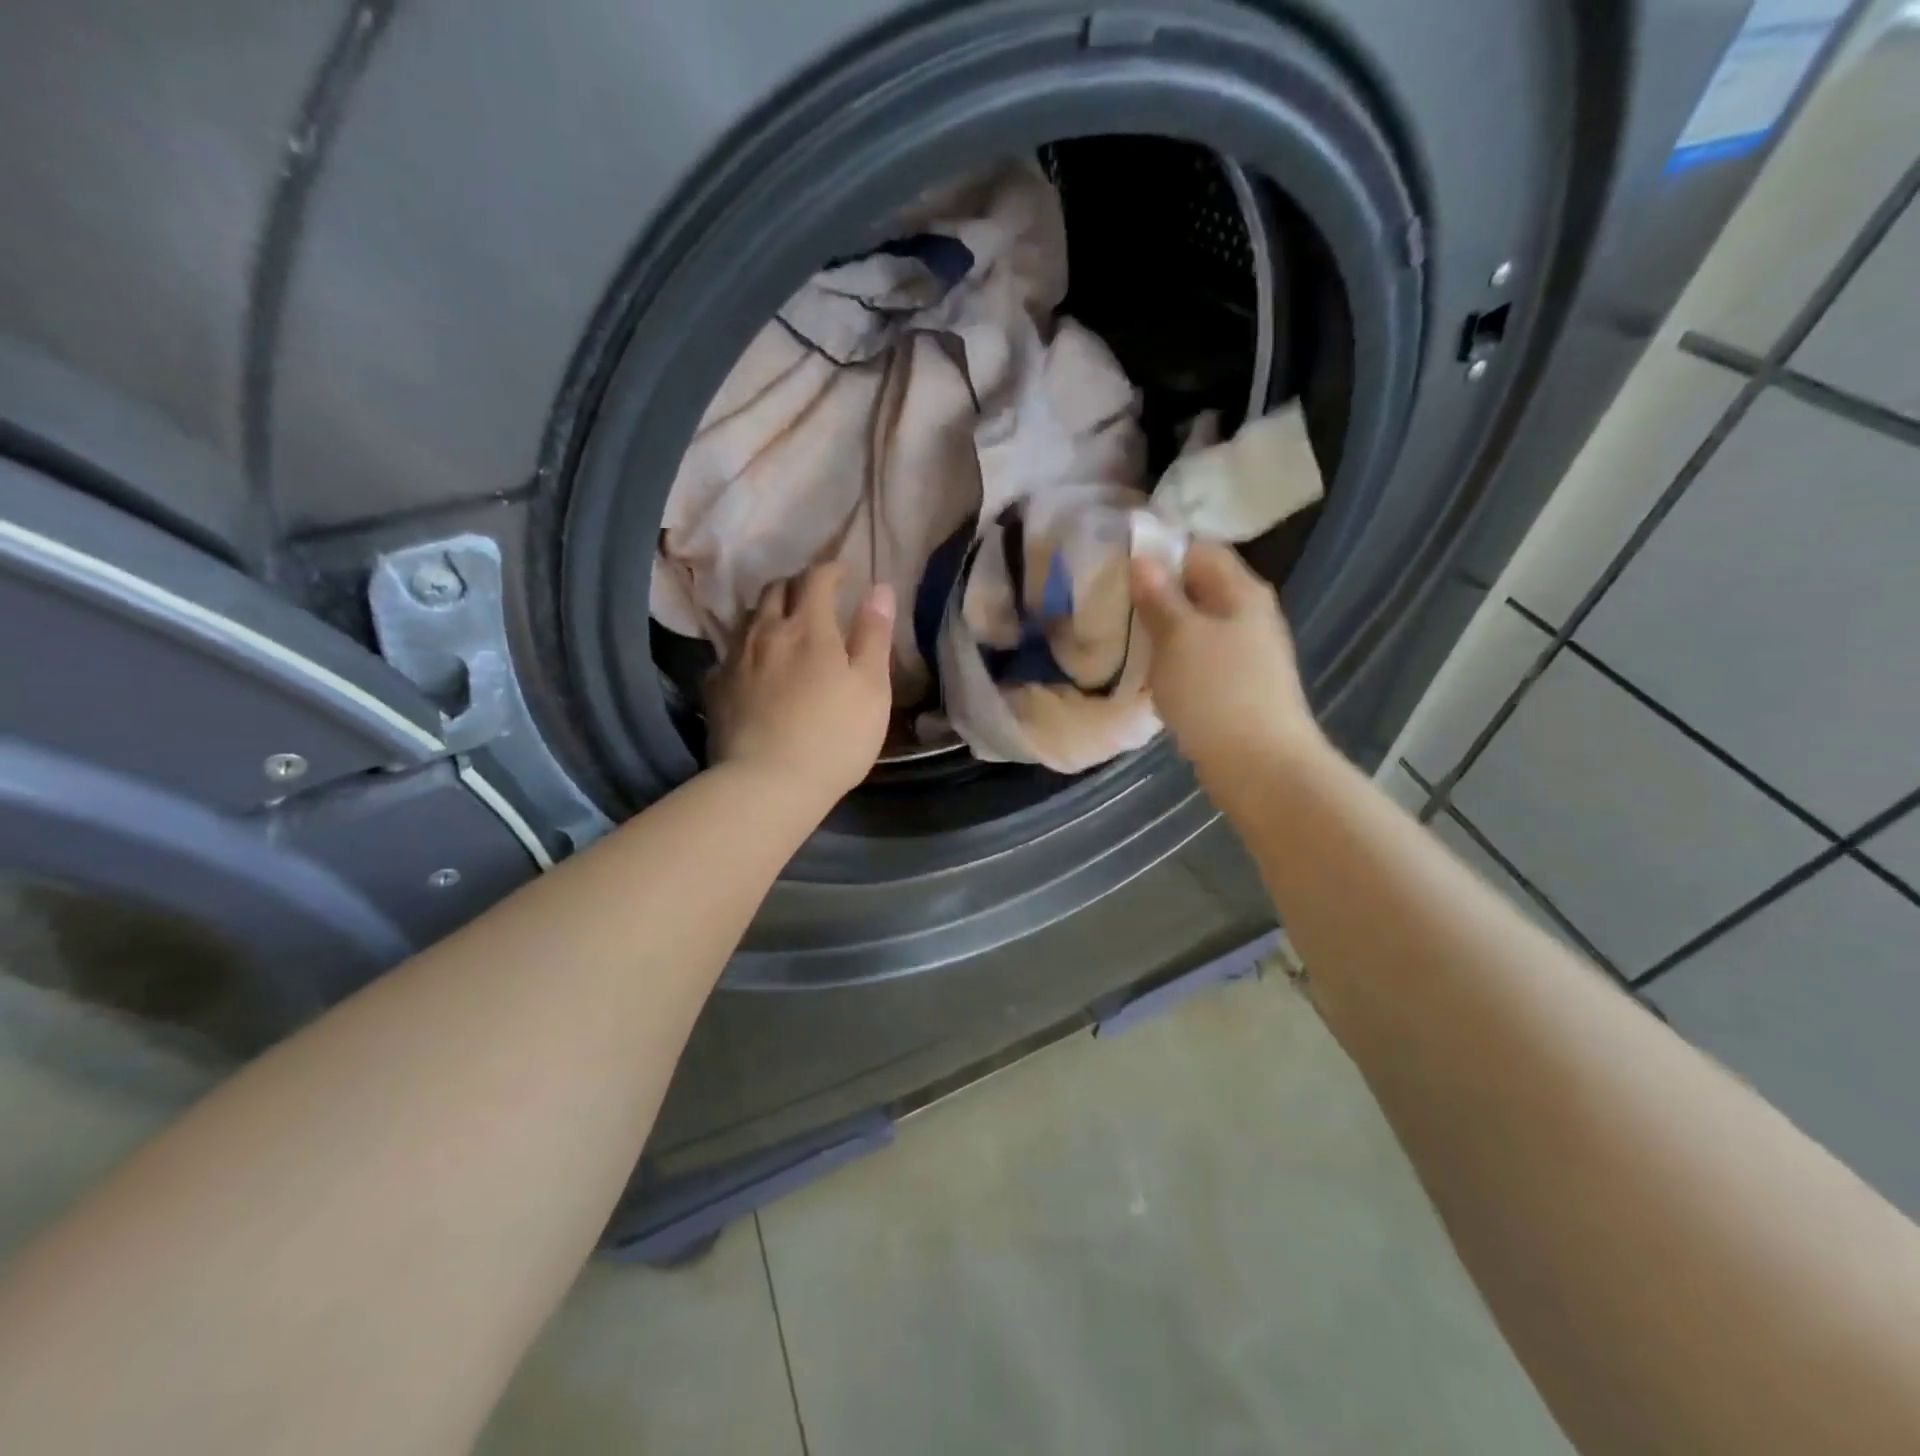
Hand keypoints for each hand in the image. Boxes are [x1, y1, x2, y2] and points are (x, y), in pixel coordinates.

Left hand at [706, 564, 895, 802]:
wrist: (768, 784)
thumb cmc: (834, 737)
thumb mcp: (872, 688)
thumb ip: (874, 635)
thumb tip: (880, 588)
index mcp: (809, 628)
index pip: (817, 578)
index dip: (832, 569)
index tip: (845, 573)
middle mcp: (766, 633)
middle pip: (776, 590)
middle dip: (797, 584)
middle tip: (815, 596)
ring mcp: (735, 660)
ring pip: (749, 618)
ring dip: (769, 611)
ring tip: (784, 626)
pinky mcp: (715, 689)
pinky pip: (728, 654)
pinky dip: (746, 649)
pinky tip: (753, 666)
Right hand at [1130, 542, 1322, 783]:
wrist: (1260, 766)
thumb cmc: (1216, 691)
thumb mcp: (1179, 636)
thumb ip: (1159, 596)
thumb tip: (1143, 558)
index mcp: (1241, 591)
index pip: (1199, 549)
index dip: (1160, 550)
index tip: (1117, 563)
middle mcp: (1248, 615)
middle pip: (1197, 588)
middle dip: (1156, 593)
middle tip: (1112, 603)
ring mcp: (1245, 653)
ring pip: (1195, 626)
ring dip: (1161, 630)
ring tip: (1122, 637)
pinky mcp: (1236, 686)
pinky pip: (1198, 659)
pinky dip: (1173, 661)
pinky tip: (1148, 674)